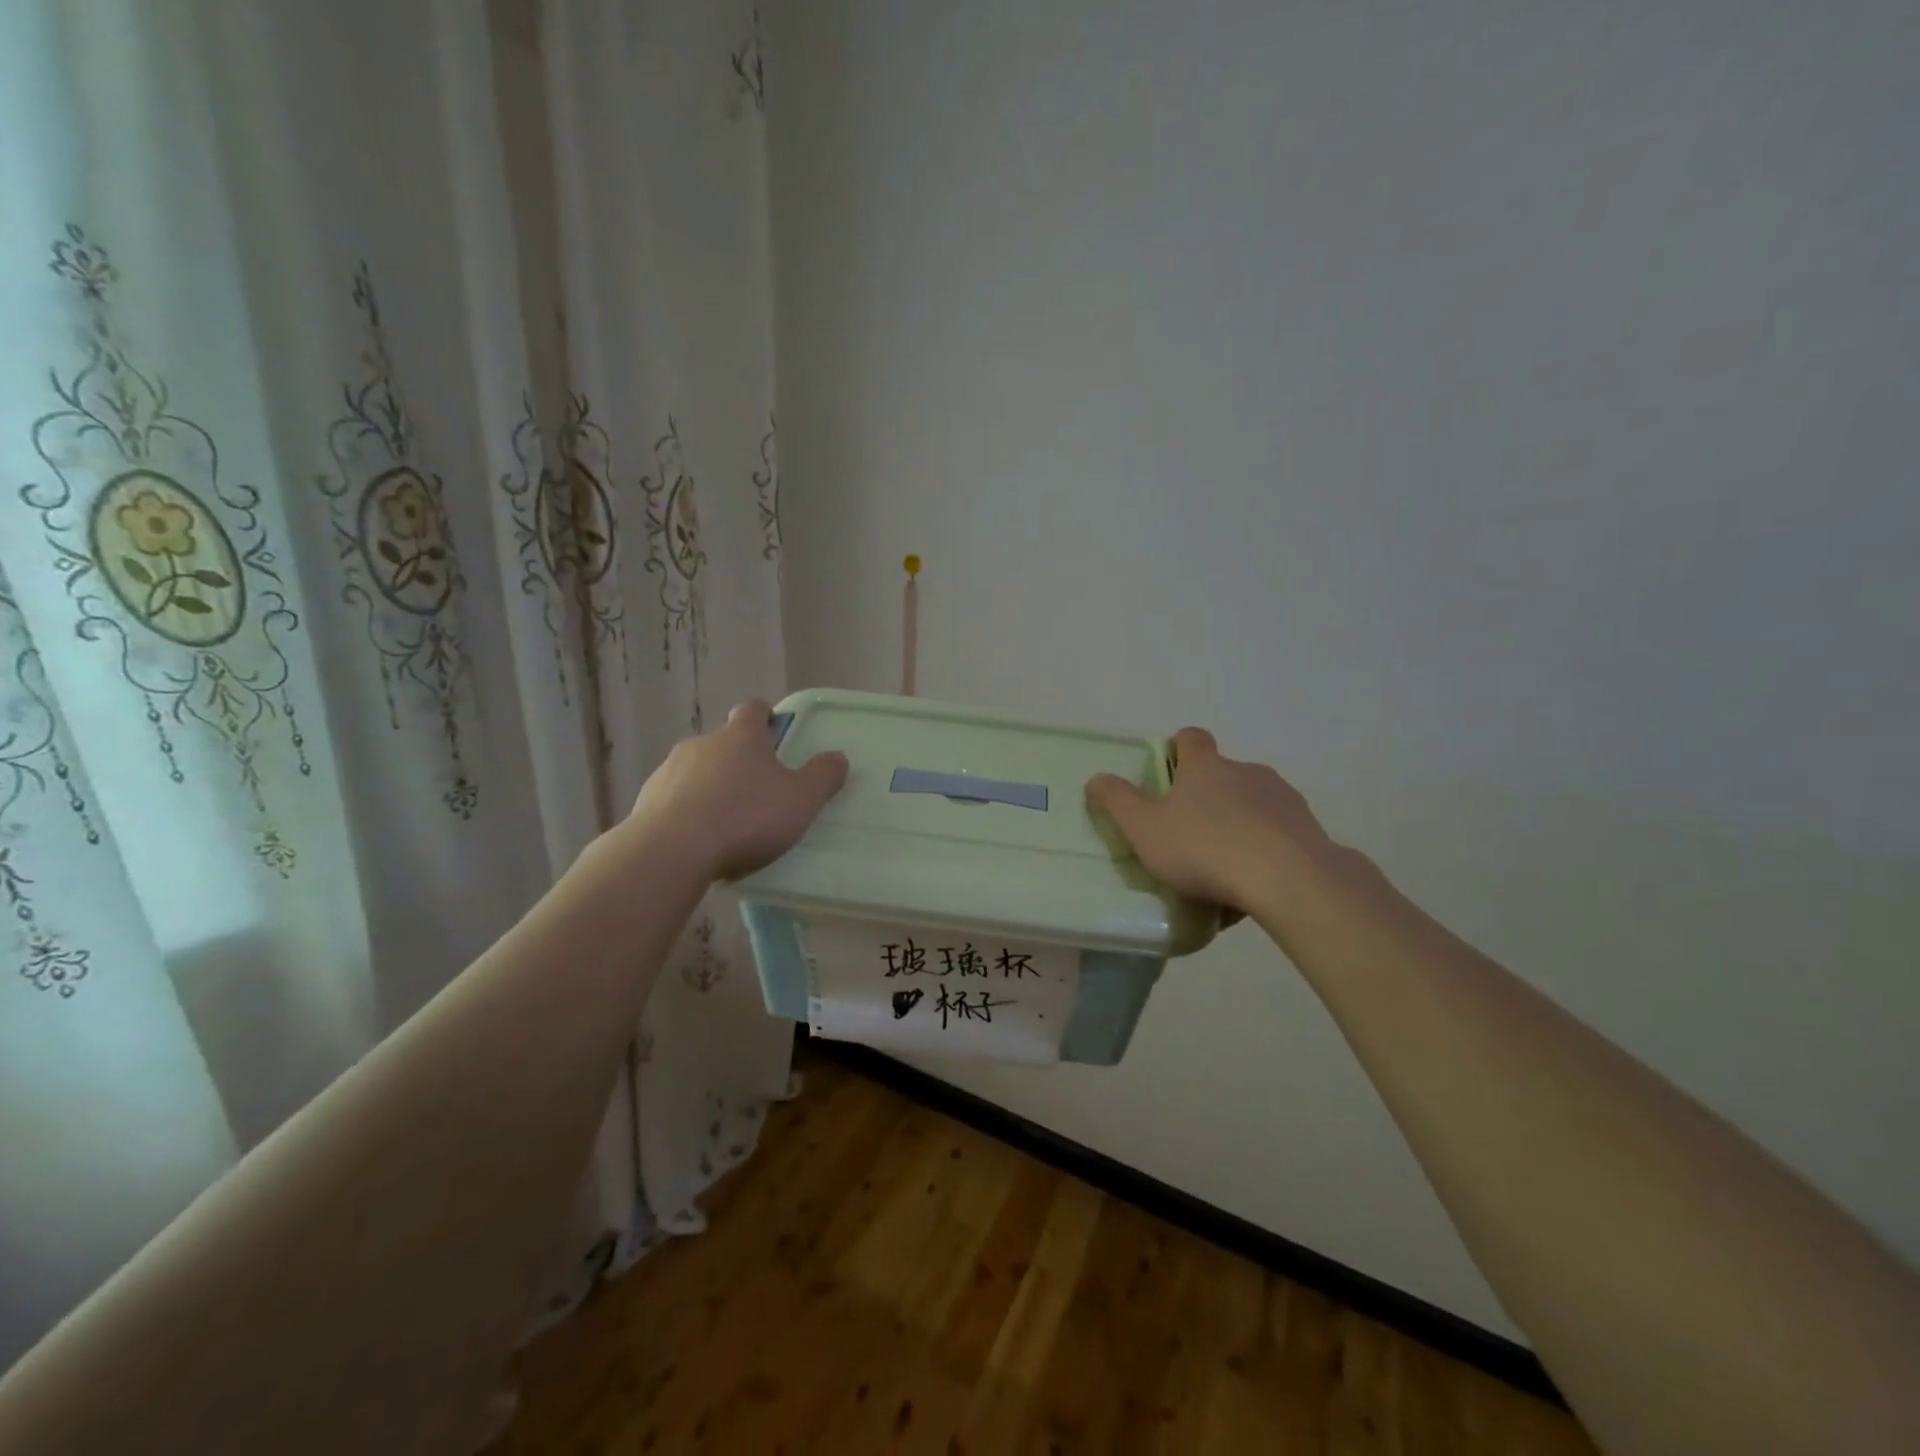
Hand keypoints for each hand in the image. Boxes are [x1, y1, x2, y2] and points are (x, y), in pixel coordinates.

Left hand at [629, 700, 848, 880]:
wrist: (671, 851)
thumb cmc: (745, 817)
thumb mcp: (801, 800)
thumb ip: (823, 776)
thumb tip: (838, 757)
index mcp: (740, 736)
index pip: (752, 710)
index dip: (765, 717)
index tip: (775, 732)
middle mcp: (702, 744)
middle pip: (724, 743)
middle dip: (740, 761)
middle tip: (759, 790)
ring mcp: (669, 771)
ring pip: (697, 772)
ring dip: (712, 787)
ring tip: (728, 822)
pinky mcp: (646, 801)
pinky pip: (675, 800)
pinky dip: (688, 812)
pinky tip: (699, 841)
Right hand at [1085, 726, 1345, 918]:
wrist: (1287, 879)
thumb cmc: (1204, 849)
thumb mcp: (1144, 829)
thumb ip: (1117, 802)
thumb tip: (1096, 778)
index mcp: (1205, 767)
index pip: (1191, 738)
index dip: (1178, 748)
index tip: (1168, 770)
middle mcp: (1246, 771)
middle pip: (1223, 772)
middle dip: (1207, 794)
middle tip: (1189, 830)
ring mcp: (1282, 798)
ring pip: (1253, 802)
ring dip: (1239, 821)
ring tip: (1224, 864)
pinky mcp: (1308, 828)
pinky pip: (1278, 833)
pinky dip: (1265, 848)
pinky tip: (1254, 882)